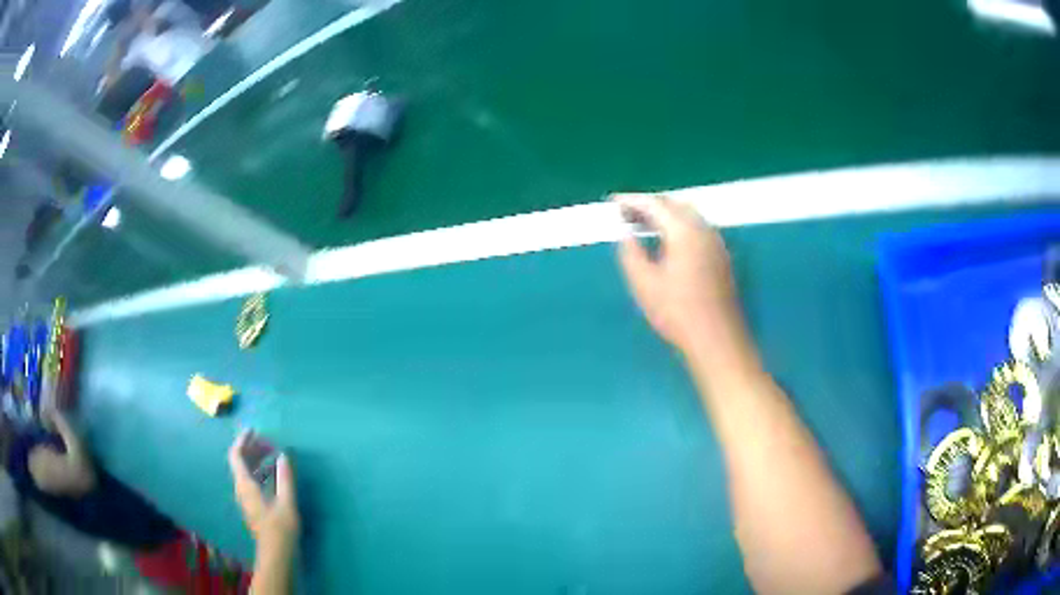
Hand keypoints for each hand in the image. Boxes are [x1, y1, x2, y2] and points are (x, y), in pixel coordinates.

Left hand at [228, 431, 299, 548]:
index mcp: (245, 484)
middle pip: (241, 462)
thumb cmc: (280, 527)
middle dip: (252, 449)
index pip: (236, 455)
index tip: (254, 430)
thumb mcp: (286, 501)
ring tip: (274, 455)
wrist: (276, 554)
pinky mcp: (253, 506)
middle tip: (268, 441)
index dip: (243, 440)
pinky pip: (252, 482)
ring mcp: (246, 499)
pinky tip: (275, 475)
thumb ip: (285, 477)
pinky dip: (261, 472)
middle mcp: (241, 489)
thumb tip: (284, 456)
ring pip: (247, 472)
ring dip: (258, 460)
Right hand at [614, 193, 747, 358]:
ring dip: (665, 214)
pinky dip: (678, 225)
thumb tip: (625, 233)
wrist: (717, 339)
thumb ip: (630, 252)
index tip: (612, 202)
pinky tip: (666, 241)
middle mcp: (703, 228)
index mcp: (683, 230)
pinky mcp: (721, 255)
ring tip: (642, 225)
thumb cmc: (677, 313)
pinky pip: (696, 228)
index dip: (631, 201)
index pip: (654, 204)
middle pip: (673, 204)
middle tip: (625, 213)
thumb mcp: (643, 283)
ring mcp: (715, 241)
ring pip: (687, 215)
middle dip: (649, 204)